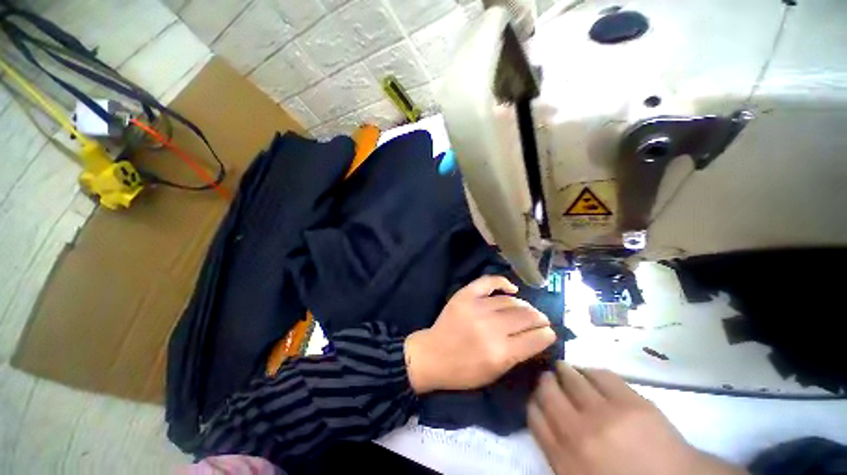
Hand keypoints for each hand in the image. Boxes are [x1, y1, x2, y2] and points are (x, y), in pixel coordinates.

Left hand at [404, 275, 555, 392]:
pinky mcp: (465, 295)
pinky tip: (512, 288)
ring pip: (510, 301)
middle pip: (525, 316)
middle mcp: (491, 327)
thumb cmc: (464, 371)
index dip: (547, 334)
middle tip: (542, 319)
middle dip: (539, 318)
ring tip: (527, 309)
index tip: (550, 332)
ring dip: (523, 305)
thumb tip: (537, 337)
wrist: (433, 354)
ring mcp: (477, 307)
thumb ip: (517, 354)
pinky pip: (488, 282)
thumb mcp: (495, 373)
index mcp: (501, 352)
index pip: (534, 338)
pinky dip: (502, 282)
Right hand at [529, 363, 746, 474]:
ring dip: (564, 371)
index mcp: (564, 458)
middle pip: (547, 391)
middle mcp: (578, 433)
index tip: (536, 396)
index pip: (534, 416)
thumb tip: (543, 417)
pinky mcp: (631, 402)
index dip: (533, 401)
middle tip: (548, 378)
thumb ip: (556, 450)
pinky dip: (589, 371)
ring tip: (564, 370)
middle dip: (545, 381)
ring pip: (570, 378)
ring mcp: (606, 415)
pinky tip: (588, 373)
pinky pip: (599, 374)